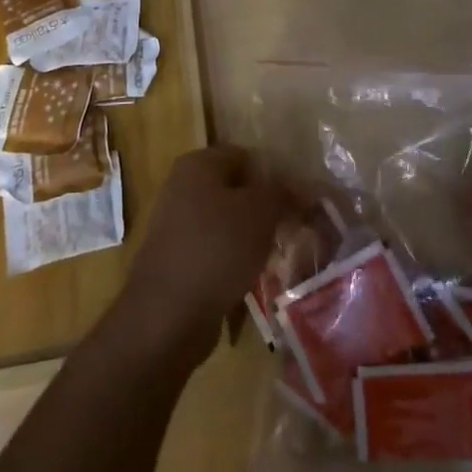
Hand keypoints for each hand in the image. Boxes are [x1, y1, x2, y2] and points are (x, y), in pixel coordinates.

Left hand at [112, 144, 293, 366]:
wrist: (168, 315)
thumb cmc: (217, 248)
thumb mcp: (262, 212)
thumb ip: (284, 193)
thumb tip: (303, 188)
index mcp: (198, 163)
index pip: (247, 156)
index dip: (276, 175)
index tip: (298, 201)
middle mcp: (182, 187)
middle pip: (236, 189)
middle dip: (264, 209)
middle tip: (292, 228)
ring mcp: (176, 225)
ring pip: (227, 222)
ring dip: (251, 237)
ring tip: (276, 255)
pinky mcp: (176, 260)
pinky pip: (215, 251)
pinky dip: (233, 261)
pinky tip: (252, 277)